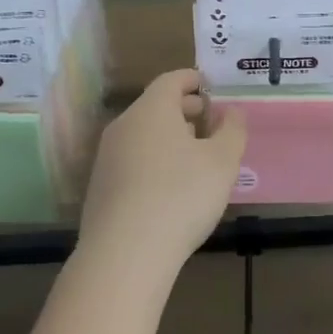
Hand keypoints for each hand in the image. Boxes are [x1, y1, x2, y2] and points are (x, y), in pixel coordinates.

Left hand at [77, 69, 245, 279]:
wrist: (125, 254)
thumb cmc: (181, 195)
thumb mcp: (223, 161)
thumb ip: (232, 130)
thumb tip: (231, 112)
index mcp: (152, 110)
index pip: (171, 80)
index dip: (192, 79)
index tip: (209, 86)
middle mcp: (124, 126)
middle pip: (155, 107)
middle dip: (183, 110)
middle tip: (208, 122)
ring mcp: (107, 158)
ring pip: (142, 135)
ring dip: (168, 138)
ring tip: (194, 156)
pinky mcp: (100, 188)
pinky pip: (132, 161)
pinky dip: (153, 161)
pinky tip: (170, 187)